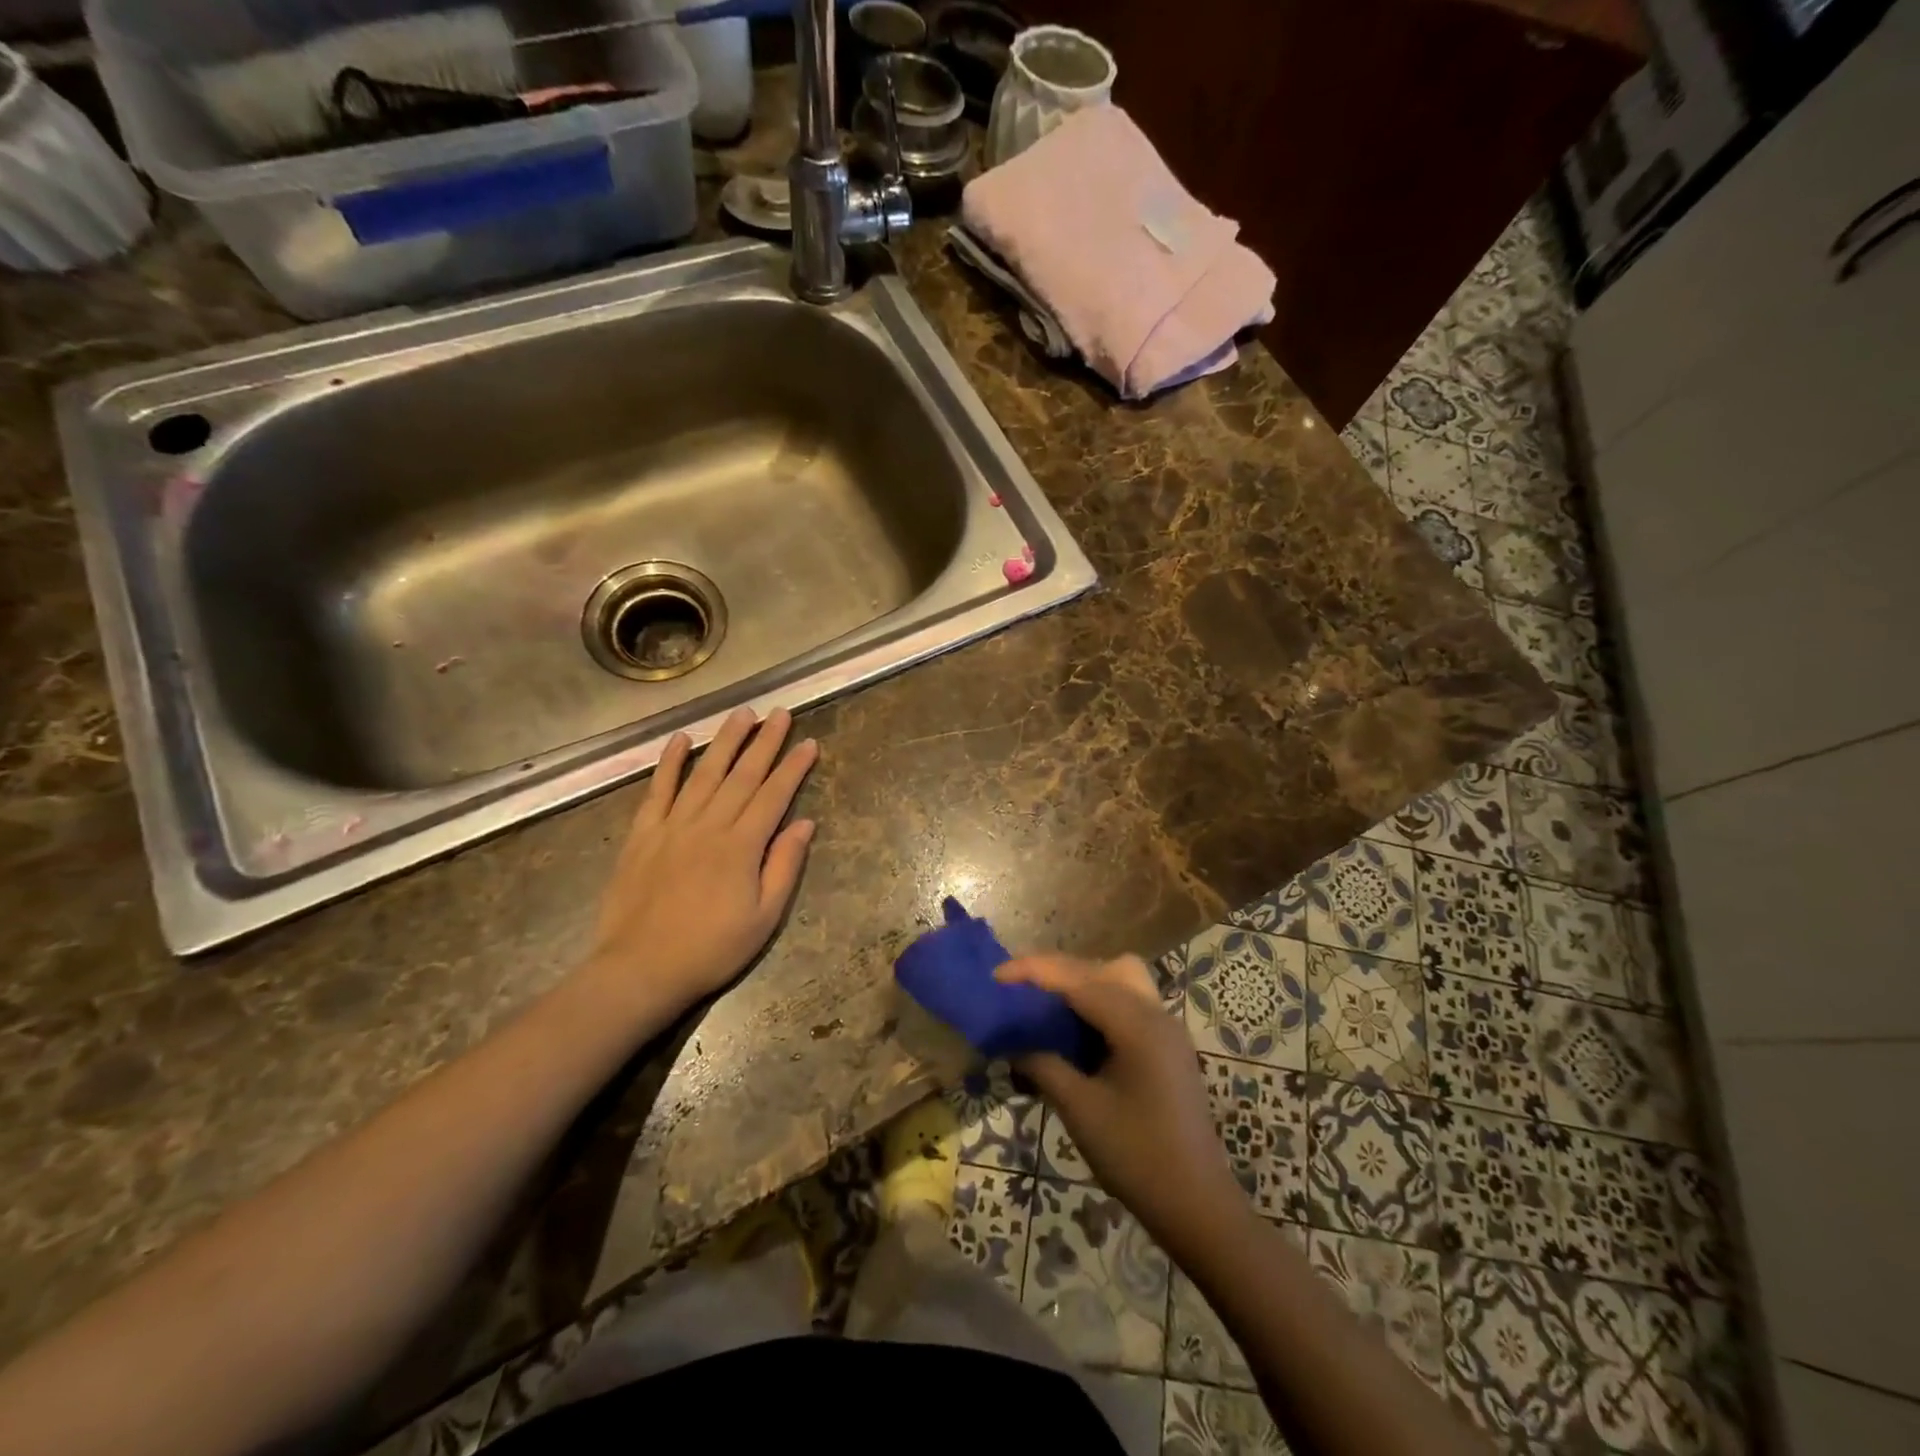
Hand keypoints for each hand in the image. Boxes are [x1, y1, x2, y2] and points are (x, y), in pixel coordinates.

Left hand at [573, 707, 818, 1026]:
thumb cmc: (711, 949)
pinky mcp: (643, 833)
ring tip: (743, 714)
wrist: (639, 970)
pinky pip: (658, 789)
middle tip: (781, 712)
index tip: (809, 742)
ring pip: (704, 772)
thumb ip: (784, 866)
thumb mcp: (764, 918)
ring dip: (725, 740)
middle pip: (742, 774)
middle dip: (765, 741)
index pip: (774, 795)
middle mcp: (709, 825)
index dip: (793, 767)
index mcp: (742, 846)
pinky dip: (668, 762)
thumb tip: (805, 823)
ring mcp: (673, 825)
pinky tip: (680, 739)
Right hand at [997, 954, 1251, 1259]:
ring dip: (1080, 983)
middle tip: (1018, 992)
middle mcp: (1154, 1013)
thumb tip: (1011, 1043)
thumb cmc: (1137, 1157)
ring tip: (1045, 1007)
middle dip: (1056, 972)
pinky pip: (1127, 1002)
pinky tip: (1074, 1031)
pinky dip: (1097, 1002)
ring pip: (1118, 979)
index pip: (1077, 978)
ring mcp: (1165, 1028)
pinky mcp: (1166, 1045)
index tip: (995, 977)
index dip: (1033, 972)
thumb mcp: (1080, 1110)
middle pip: (1100, 968)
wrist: (1197, 1205)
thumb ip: (1043, 1065)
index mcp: (1137, 1024)